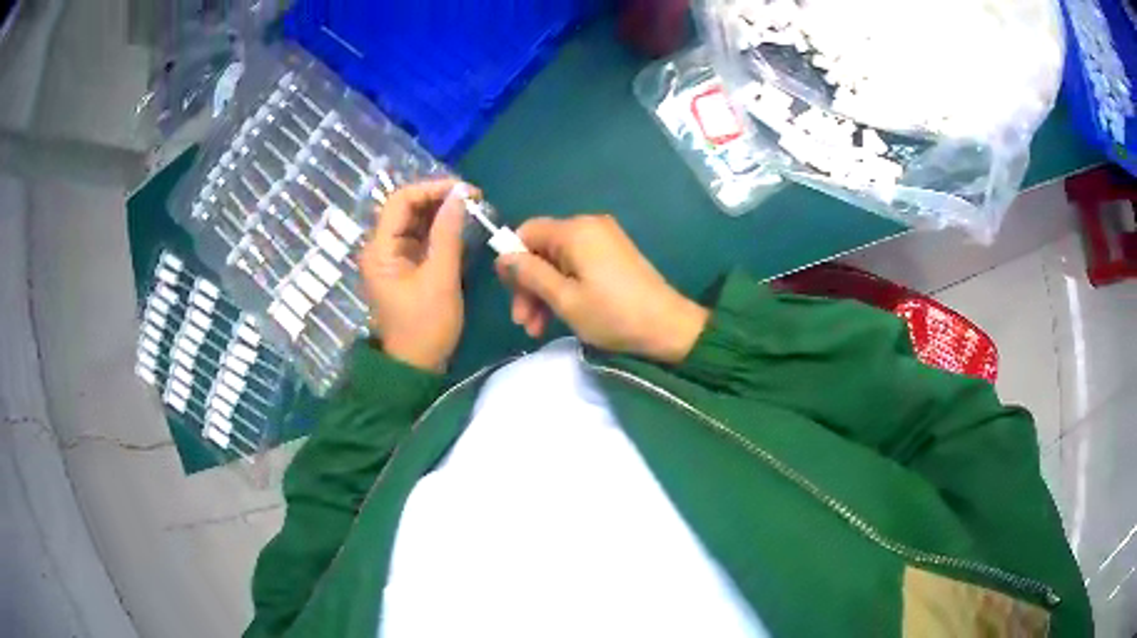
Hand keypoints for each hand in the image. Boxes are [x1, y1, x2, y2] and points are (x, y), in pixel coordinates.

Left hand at [358, 179, 470, 371]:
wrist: (415, 368)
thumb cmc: (425, 326)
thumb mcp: (441, 279)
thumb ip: (449, 234)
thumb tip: (461, 196)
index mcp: (380, 249)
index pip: (400, 201)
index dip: (432, 188)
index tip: (465, 190)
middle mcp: (382, 247)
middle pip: (408, 208)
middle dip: (440, 199)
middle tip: (475, 199)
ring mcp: (394, 258)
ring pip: (417, 222)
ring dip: (443, 214)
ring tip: (474, 212)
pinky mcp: (406, 267)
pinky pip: (423, 239)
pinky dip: (443, 232)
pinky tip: (464, 232)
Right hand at [495, 215, 708, 363]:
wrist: (668, 327)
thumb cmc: (613, 314)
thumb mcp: (564, 299)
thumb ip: (530, 274)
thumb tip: (503, 256)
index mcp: (575, 231)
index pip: (527, 232)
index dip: (512, 260)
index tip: (508, 293)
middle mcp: (588, 227)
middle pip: (542, 249)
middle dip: (528, 284)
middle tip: (523, 322)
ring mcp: (604, 240)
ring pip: (558, 261)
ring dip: (544, 292)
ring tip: (536, 329)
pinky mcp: (613, 255)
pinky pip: (577, 266)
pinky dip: (564, 288)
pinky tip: (558, 317)